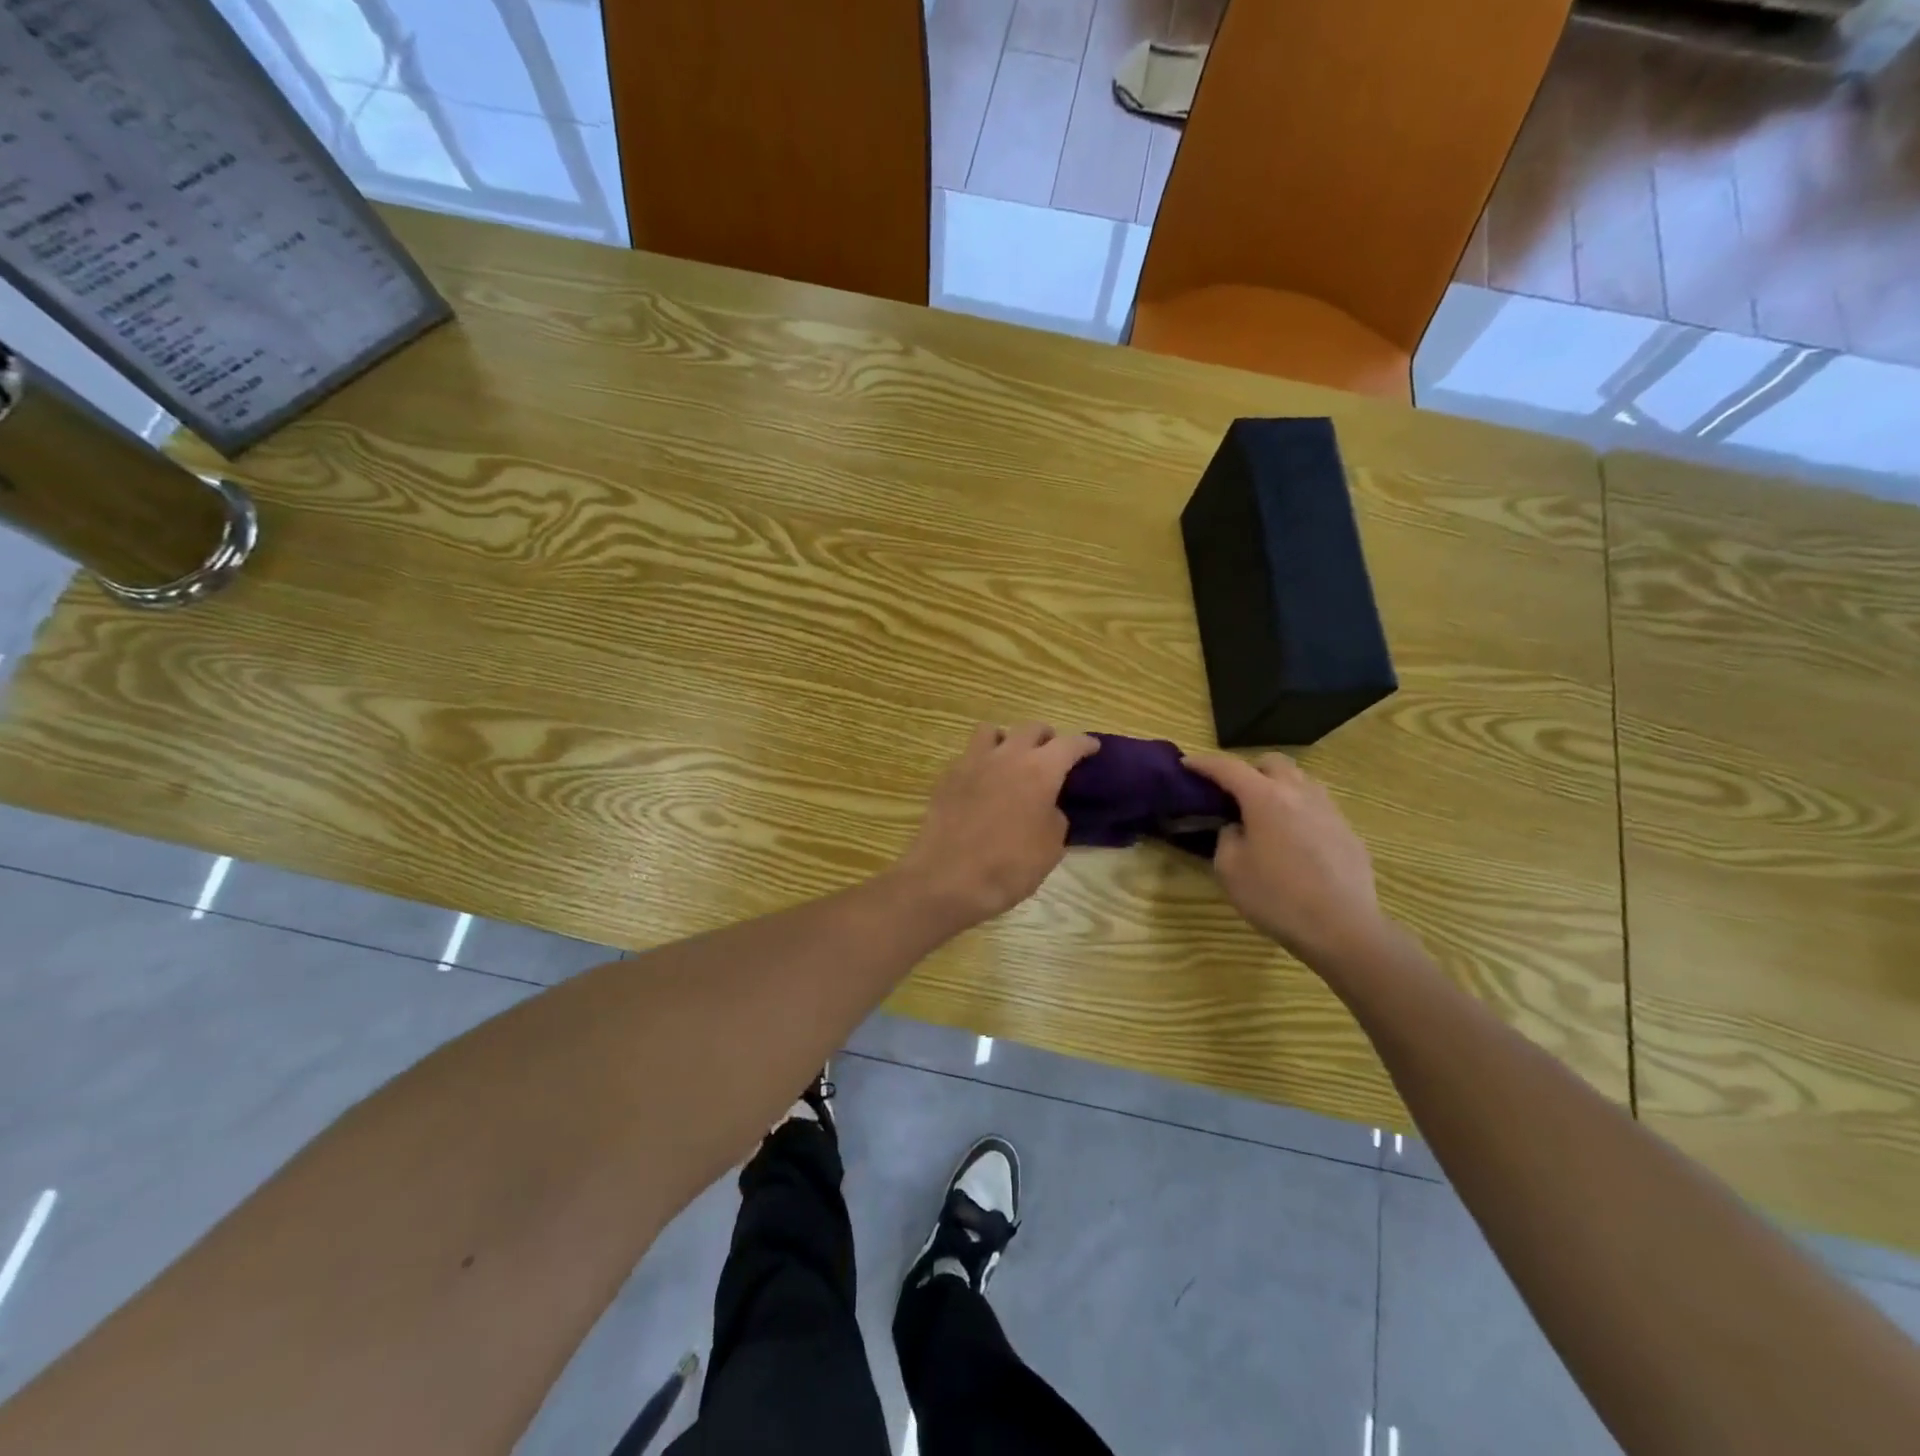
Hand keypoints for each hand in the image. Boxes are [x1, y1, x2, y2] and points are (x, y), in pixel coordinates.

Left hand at [895, 722, 1098, 928]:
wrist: (948, 879)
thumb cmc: (1009, 866)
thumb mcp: (1051, 847)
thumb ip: (1055, 817)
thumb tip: (1047, 807)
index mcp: (1040, 770)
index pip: (1069, 744)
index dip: (1084, 744)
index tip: (1092, 747)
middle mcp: (1007, 756)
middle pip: (1031, 728)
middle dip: (1046, 737)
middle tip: (1052, 754)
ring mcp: (972, 762)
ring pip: (993, 731)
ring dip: (1008, 739)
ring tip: (1012, 759)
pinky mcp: (947, 776)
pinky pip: (969, 755)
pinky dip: (981, 761)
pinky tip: (983, 782)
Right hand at [1183, 752, 1391, 967]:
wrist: (1343, 929)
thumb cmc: (1277, 898)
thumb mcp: (1230, 870)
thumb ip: (1226, 838)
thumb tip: (1236, 828)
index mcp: (1265, 798)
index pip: (1228, 767)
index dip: (1204, 763)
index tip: (1187, 763)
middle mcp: (1300, 794)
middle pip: (1272, 763)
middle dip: (1249, 769)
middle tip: (1234, 792)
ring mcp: (1330, 811)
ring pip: (1301, 781)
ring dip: (1278, 787)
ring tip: (1266, 814)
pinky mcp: (1348, 833)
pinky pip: (1319, 808)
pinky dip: (1300, 813)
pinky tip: (1295, 842)